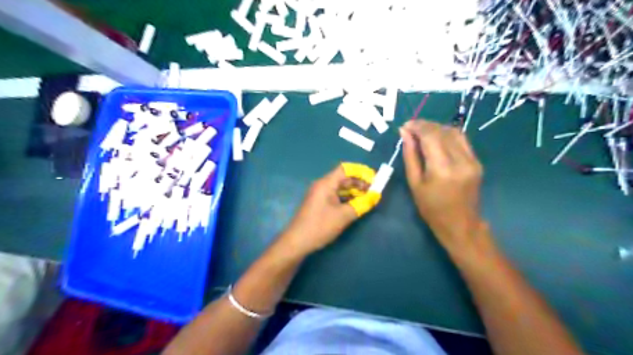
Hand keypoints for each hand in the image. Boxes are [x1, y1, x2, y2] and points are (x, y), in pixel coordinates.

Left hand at [277, 166, 373, 255]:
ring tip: (368, 198)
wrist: (297, 242)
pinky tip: (356, 205)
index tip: (374, 179)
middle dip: (360, 183)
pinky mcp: (319, 203)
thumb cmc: (320, 226)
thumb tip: (376, 196)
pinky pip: (336, 196)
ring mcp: (319, 195)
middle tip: (374, 191)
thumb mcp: (344, 216)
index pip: (345, 169)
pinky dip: (347, 198)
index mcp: (326, 183)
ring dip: (354, 191)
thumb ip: (361, 204)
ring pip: (340, 187)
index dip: (361, 172)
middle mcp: (322, 185)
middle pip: (343, 178)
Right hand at [400, 120, 485, 251]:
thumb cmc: (431, 208)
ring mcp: (472, 160)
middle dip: (425, 125)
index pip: (430, 136)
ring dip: (436, 128)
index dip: (417, 126)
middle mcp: (460, 161)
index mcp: (442, 169)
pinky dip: (447, 135)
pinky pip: (462, 140)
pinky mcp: (477, 161)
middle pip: (442, 131)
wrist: (460, 224)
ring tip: (422, 132)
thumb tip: (404, 133)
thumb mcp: (414, 183)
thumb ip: (410, 156)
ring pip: (454, 132)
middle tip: (410, 128)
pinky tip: (436, 139)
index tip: (405, 125)